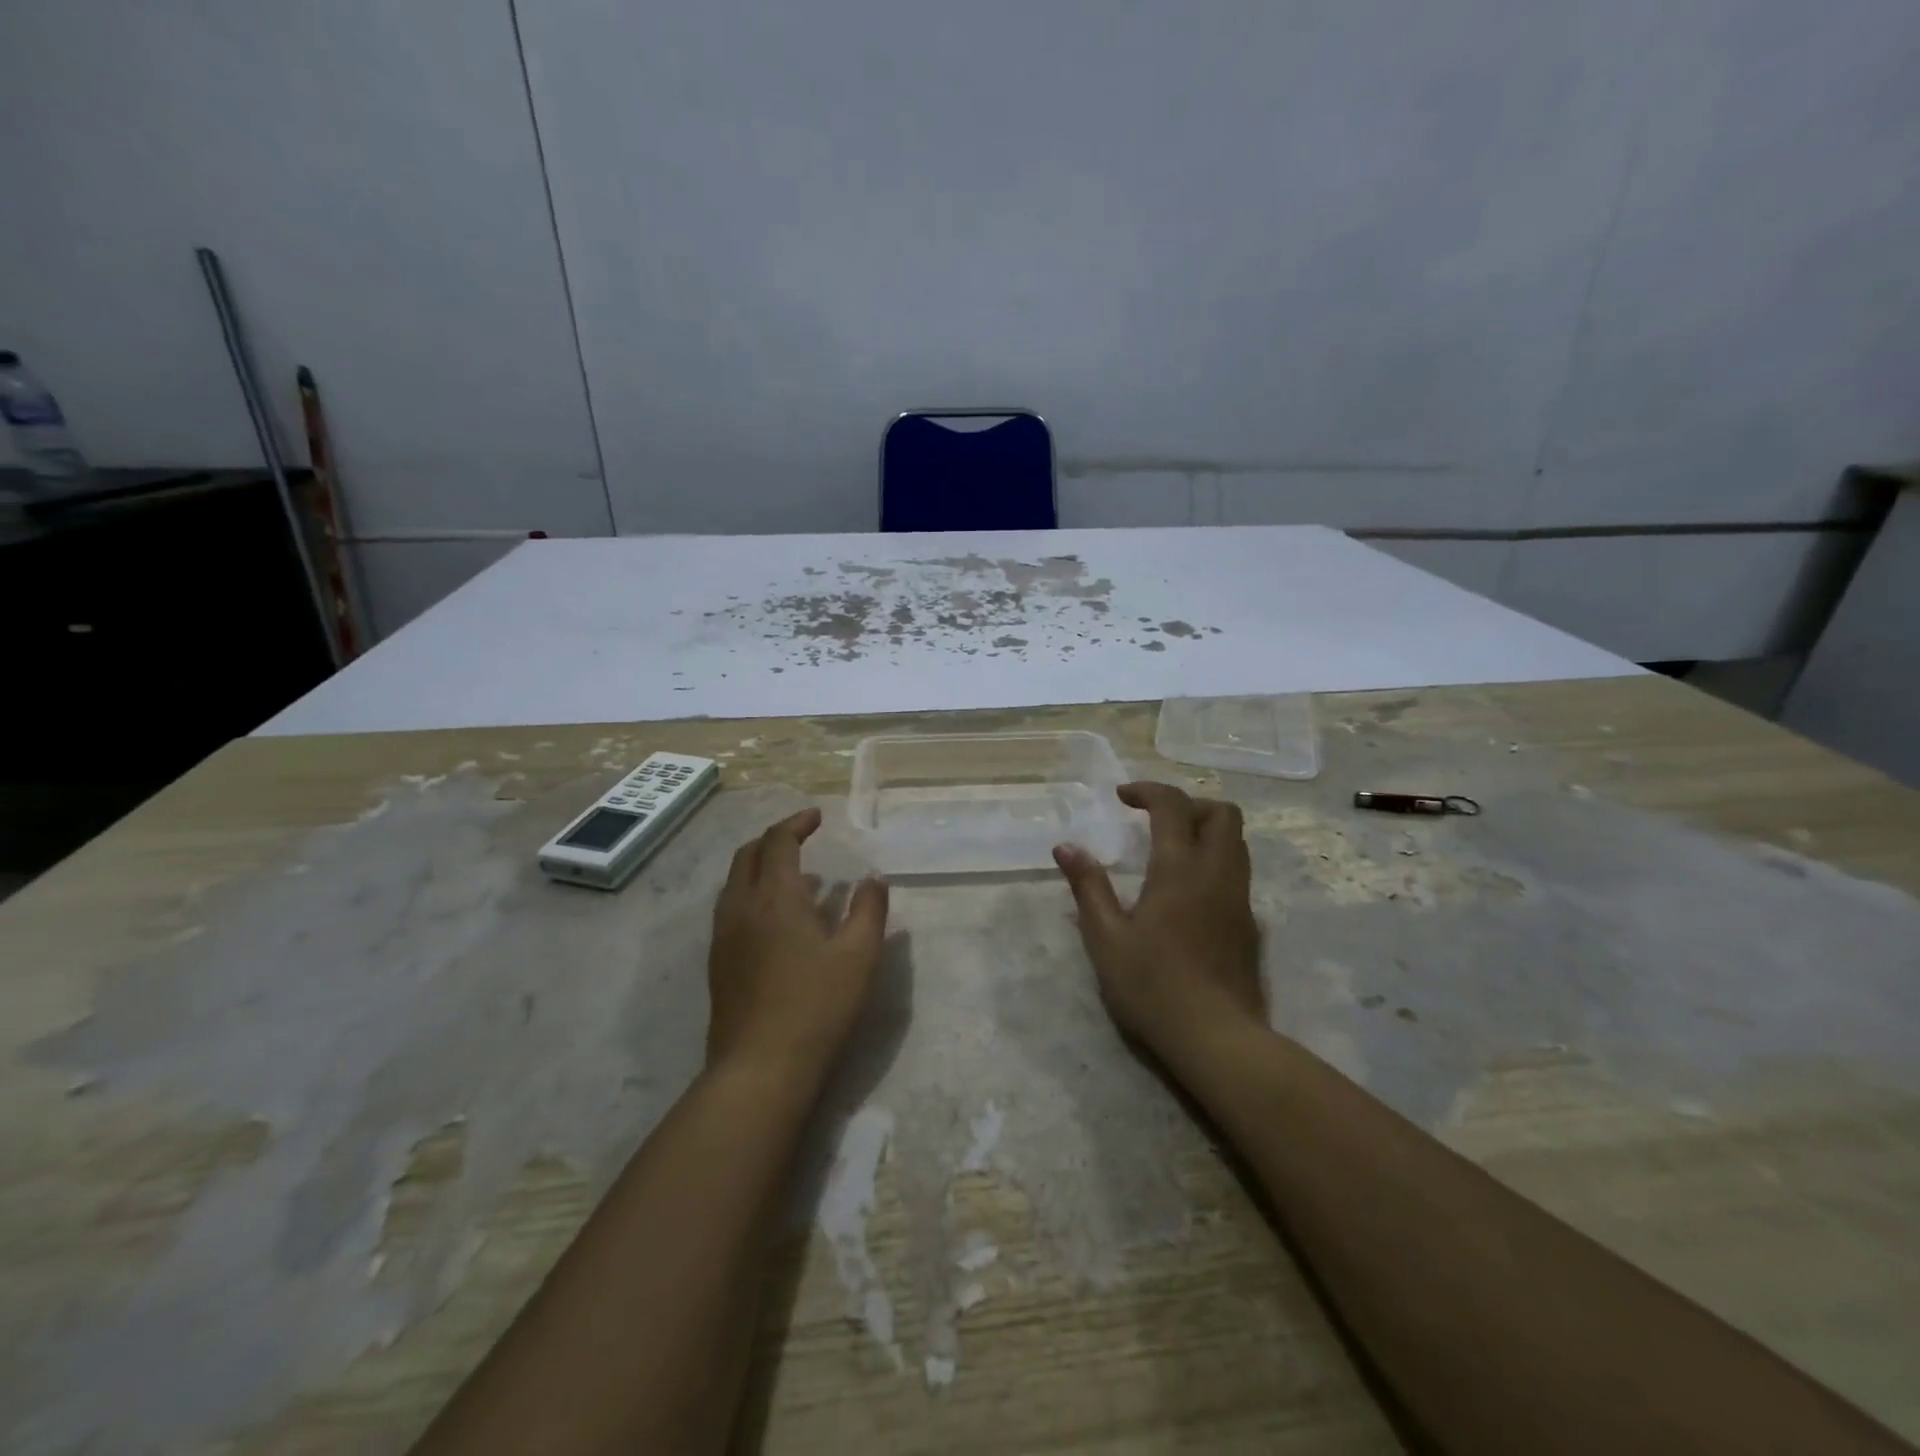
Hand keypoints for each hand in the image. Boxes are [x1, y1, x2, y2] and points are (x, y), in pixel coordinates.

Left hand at [706, 808, 889, 1087]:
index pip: (778, 841)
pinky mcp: (718, 962)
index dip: (797, 823)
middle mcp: (741, 907)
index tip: (816, 817)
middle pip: (748, 854)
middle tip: (802, 838)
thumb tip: (872, 877)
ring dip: (761, 866)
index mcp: (775, 897)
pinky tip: (777, 920)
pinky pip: (731, 908)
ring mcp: (724, 935)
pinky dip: (752, 893)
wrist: (759, 1068)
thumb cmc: (817, 1006)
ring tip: (796, 877)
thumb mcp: (859, 955)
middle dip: (774, 838)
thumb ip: (869, 909)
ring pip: (735, 882)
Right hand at [1054, 783, 1263, 1064]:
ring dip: (1206, 830)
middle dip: (1188, 804)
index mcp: (1180, 869)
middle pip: (1222, 813)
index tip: (1122, 797)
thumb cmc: (1153, 987)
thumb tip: (1066, 847)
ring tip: (1170, 850)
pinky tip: (1188, 894)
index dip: (1147, 790)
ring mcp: (1240, 900)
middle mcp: (1217, 874)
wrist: (1217, 1039)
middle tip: (1155, 821)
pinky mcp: (1250, 926)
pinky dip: (1215, 862)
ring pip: (1237, 842)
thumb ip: (1088, 887)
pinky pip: (1238, 873)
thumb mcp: (1106, 938)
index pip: (1173, 805)